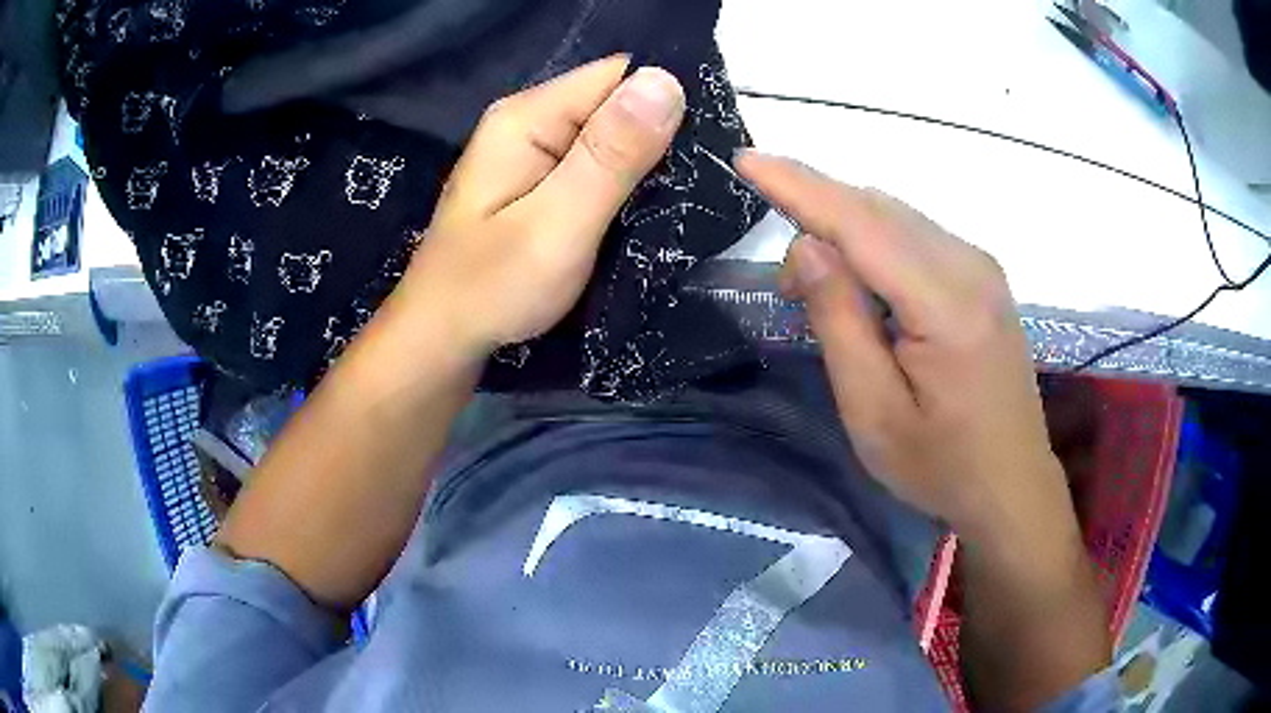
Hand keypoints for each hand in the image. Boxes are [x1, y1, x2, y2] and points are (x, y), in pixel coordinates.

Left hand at [397, 56, 685, 360]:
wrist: (441, 339)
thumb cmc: (493, 287)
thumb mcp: (559, 223)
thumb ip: (611, 155)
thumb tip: (667, 80)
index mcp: (529, 116)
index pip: (619, 75)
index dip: (668, 100)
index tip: (710, 144)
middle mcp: (530, 121)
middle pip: (616, 103)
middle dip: (662, 136)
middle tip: (700, 185)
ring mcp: (532, 152)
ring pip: (611, 136)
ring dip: (648, 164)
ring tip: (682, 201)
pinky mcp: (538, 181)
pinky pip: (596, 165)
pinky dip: (626, 184)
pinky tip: (646, 210)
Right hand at [738, 154, 1070, 541]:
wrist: (1012, 484)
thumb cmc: (941, 465)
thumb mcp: (874, 413)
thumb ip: (841, 322)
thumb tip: (808, 246)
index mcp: (948, 305)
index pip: (861, 223)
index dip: (799, 186)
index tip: (746, 160)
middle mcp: (970, 267)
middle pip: (878, 209)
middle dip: (817, 218)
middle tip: (787, 285)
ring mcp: (981, 267)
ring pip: (895, 217)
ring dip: (845, 232)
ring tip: (819, 290)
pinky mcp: (982, 276)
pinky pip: (915, 235)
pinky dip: (875, 243)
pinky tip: (864, 284)